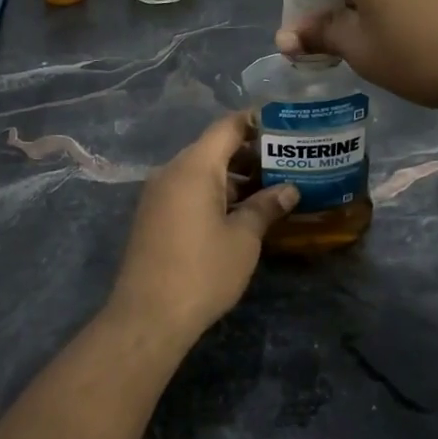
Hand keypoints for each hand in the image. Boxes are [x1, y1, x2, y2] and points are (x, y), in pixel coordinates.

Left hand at [108, 113, 297, 335]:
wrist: (147, 316)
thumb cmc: (202, 271)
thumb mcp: (243, 239)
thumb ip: (266, 207)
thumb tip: (290, 189)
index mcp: (194, 166)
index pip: (227, 126)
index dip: (256, 121)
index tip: (285, 125)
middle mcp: (172, 171)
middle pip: (214, 148)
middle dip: (250, 152)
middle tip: (286, 161)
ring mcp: (159, 194)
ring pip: (201, 171)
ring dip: (234, 176)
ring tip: (271, 188)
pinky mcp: (154, 216)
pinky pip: (188, 190)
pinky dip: (215, 192)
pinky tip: (241, 211)